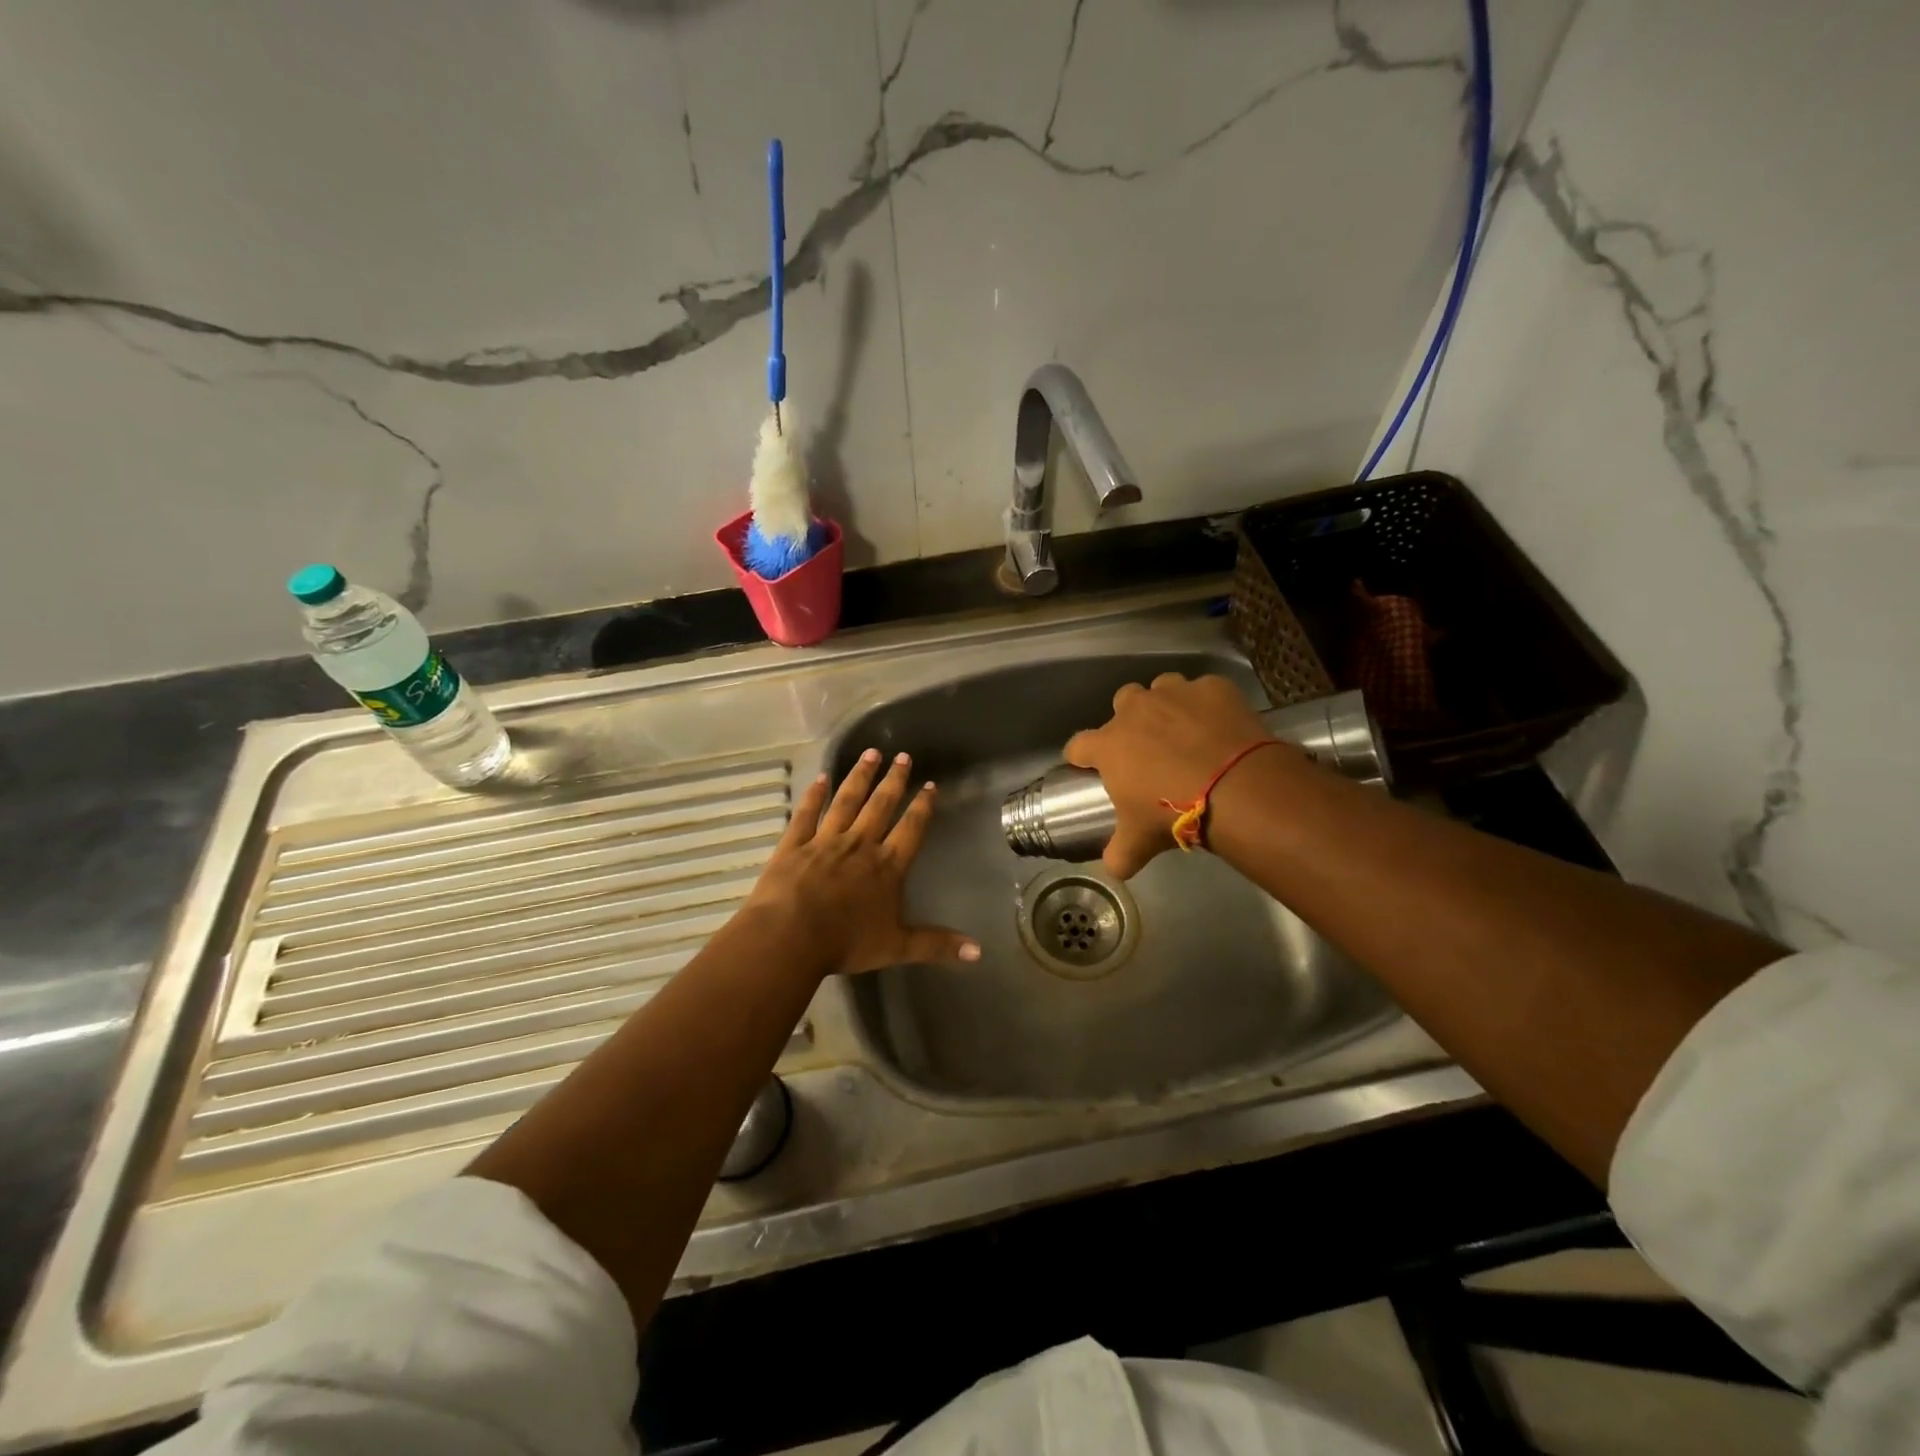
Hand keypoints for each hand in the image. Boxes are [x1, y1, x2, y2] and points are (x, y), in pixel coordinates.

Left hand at [744, 749, 980, 976]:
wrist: (790, 936)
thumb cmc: (846, 942)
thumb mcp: (897, 947)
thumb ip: (937, 945)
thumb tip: (979, 953)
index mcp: (886, 866)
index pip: (911, 829)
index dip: (922, 807)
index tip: (930, 785)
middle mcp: (859, 845)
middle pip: (880, 806)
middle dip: (893, 780)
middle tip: (902, 756)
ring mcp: (825, 841)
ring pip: (846, 801)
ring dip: (859, 777)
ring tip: (870, 753)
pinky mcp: (794, 844)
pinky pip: (806, 814)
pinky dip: (813, 796)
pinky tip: (820, 779)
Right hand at [1065, 673, 1277, 877]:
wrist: (1236, 787)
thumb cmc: (1174, 812)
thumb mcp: (1141, 841)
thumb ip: (1120, 853)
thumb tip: (1113, 869)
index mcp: (1110, 745)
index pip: (1079, 745)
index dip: (1081, 756)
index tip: (1087, 765)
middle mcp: (1136, 710)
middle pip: (1122, 703)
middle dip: (1129, 720)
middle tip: (1146, 746)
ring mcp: (1174, 693)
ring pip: (1161, 688)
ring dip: (1166, 705)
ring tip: (1183, 731)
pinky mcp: (1212, 688)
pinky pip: (1203, 691)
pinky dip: (1207, 705)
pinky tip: (1219, 726)